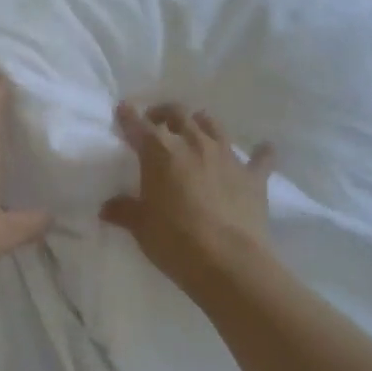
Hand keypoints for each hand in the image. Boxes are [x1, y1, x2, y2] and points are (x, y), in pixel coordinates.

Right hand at [101, 102, 274, 287]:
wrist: (228, 262)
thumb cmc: (175, 240)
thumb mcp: (141, 226)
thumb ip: (124, 211)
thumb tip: (107, 207)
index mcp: (161, 152)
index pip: (139, 126)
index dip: (128, 116)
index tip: (123, 109)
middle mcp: (194, 144)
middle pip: (178, 114)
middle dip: (164, 113)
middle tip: (156, 121)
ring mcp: (227, 157)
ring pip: (213, 125)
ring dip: (201, 123)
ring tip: (196, 129)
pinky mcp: (253, 176)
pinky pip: (260, 158)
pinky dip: (260, 152)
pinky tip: (264, 149)